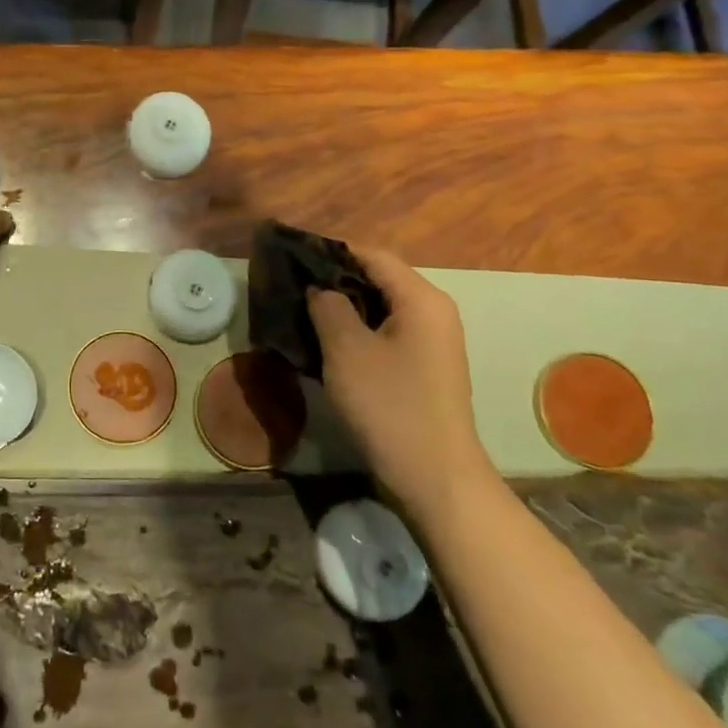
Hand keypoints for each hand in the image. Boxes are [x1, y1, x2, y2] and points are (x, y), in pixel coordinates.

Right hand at [307, 244, 497, 524]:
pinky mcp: (425, 366)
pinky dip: (358, 330)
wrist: (433, 476)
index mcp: (421, 299)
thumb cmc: (389, 404)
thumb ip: (328, 306)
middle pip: (378, 278)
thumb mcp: (346, 350)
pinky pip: (387, 332)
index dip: (331, 251)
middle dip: (336, 279)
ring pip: (381, 307)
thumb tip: (319, 288)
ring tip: (303, 311)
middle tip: (293, 285)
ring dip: (344, 306)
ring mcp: (433, 341)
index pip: (372, 255)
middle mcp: (433, 311)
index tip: (293, 256)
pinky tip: (328, 342)